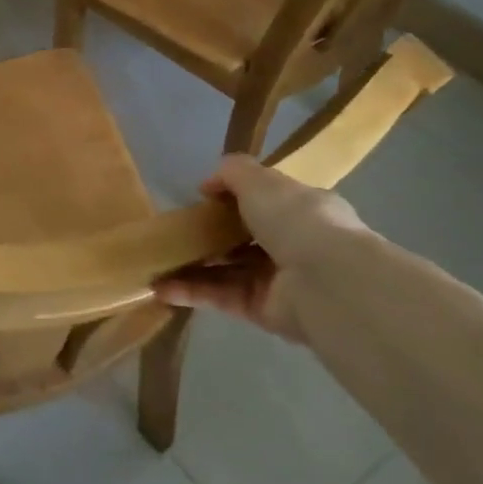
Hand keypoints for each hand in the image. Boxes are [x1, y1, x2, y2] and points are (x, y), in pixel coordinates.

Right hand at [154, 155, 364, 342]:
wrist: (326, 283)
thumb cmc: (297, 219)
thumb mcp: (260, 180)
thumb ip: (233, 173)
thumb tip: (208, 183)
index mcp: (302, 210)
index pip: (266, 201)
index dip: (234, 198)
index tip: (202, 198)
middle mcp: (294, 245)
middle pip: (243, 238)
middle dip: (209, 235)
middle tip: (173, 232)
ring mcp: (278, 280)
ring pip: (227, 270)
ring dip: (192, 266)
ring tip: (155, 263)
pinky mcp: (262, 310)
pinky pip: (221, 297)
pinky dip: (192, 292)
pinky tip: (161, 287)